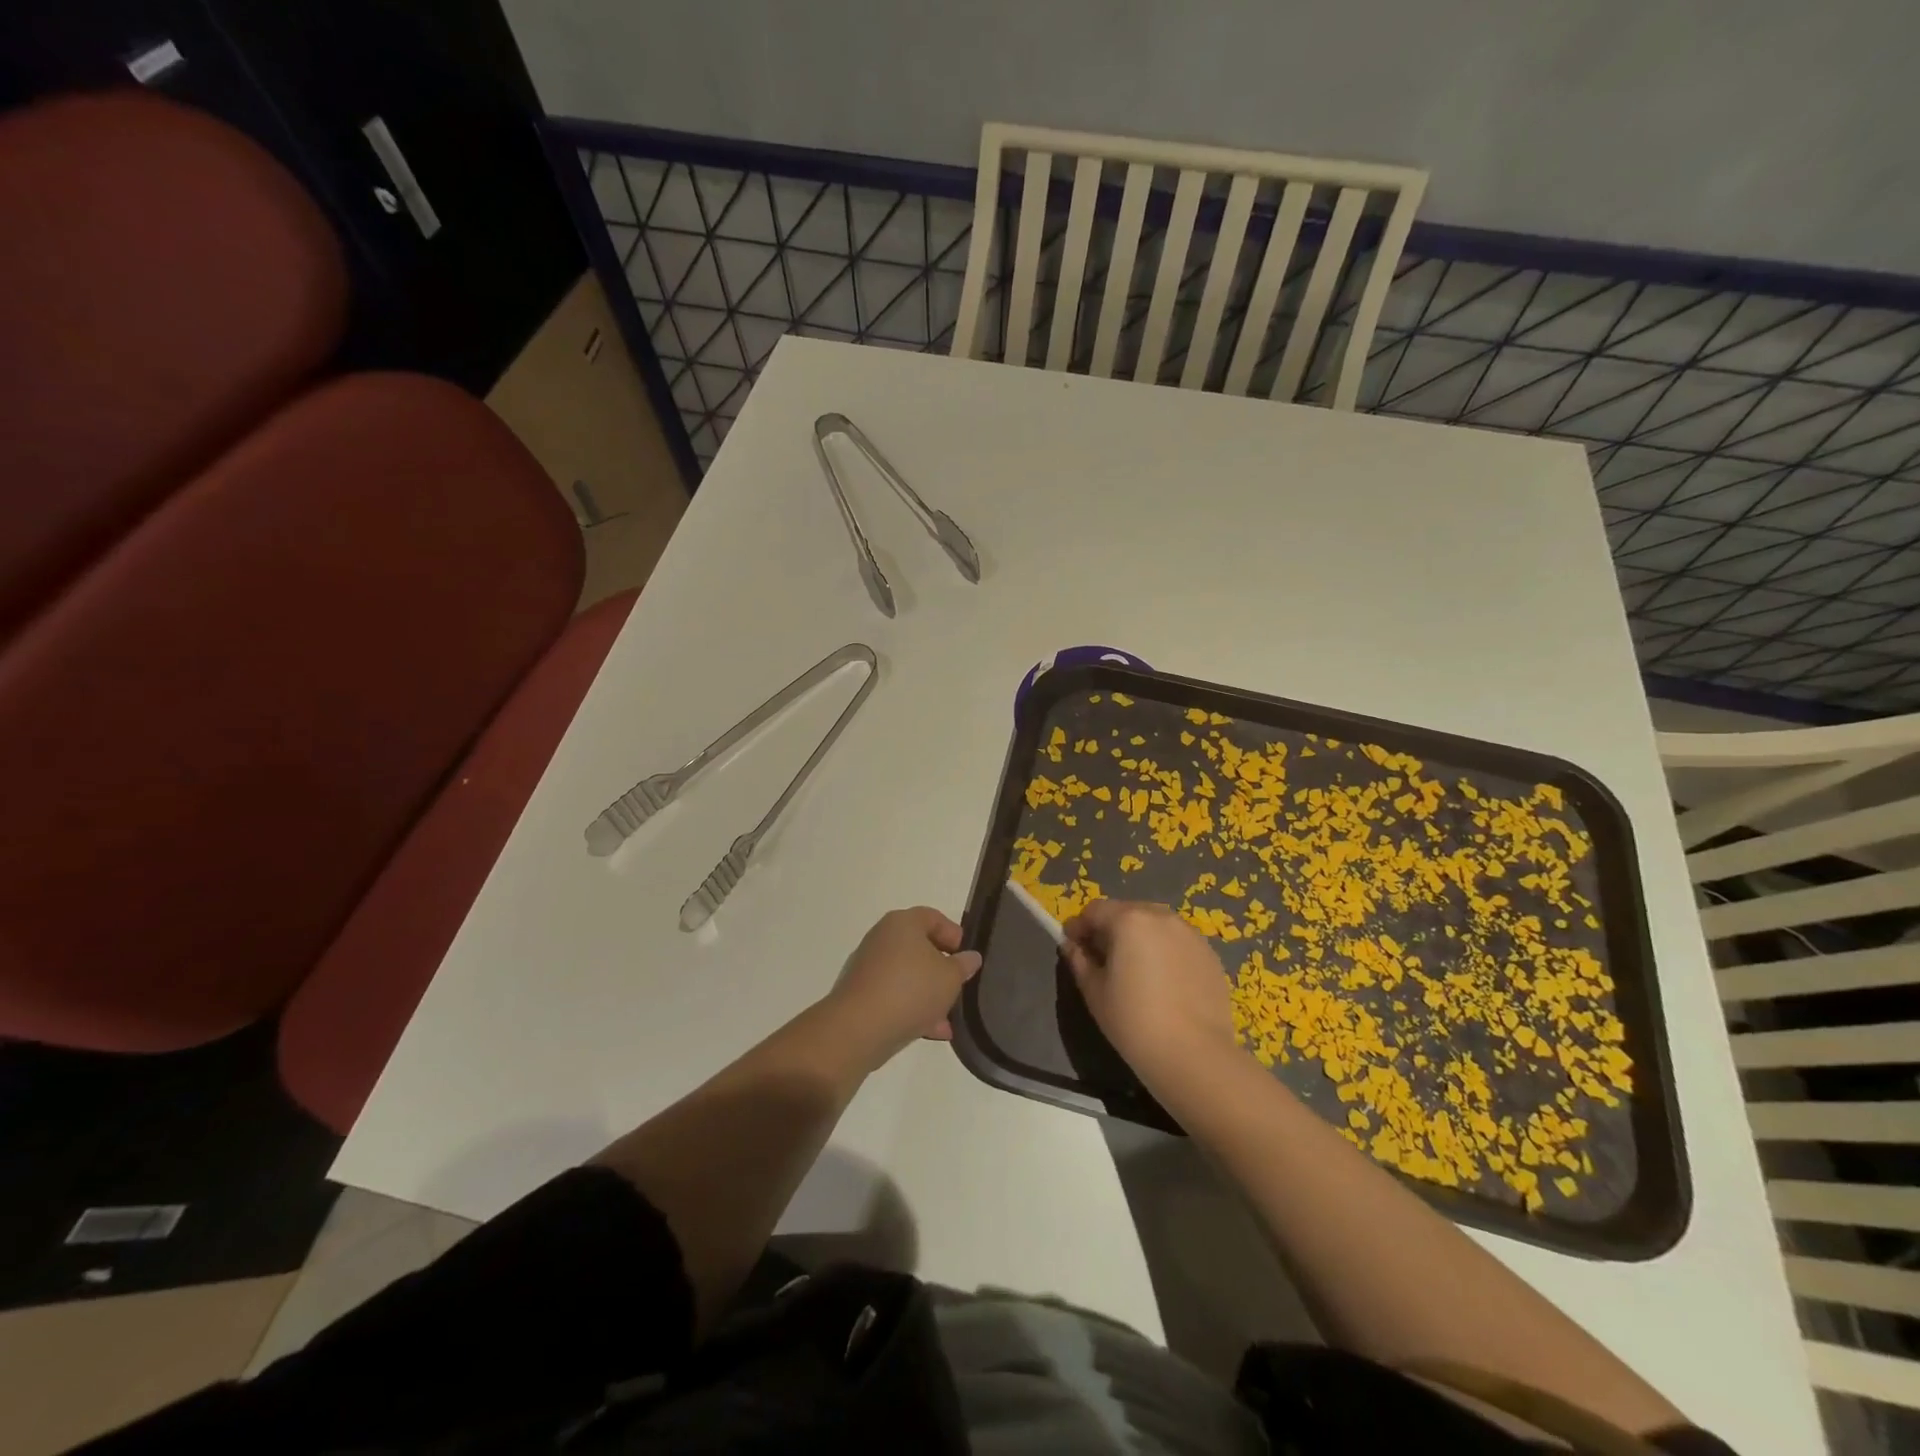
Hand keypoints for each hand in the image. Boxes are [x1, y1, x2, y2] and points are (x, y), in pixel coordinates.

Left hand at [823, 907, 981, 1070]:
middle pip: (919, 947)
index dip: (954, 934)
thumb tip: (970, 957)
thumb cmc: (911, 990)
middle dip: (942, 969)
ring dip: (929, 993)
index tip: (966, 957)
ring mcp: (869, 966)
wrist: (859, 1028)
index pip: (933, 917)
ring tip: (948, 1017)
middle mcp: (882, 937)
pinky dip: (912, 1008)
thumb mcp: (950, 977)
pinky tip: (932, 1030)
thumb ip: (963, 965)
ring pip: (907, 975)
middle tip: (959, 986)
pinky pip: (894, 995)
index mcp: (903, 923)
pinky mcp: (861, 993)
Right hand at [1061, 900, 1241, 1099]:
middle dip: (1110, 929)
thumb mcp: (1095, 991)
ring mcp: (1190, 934)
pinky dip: (1164, 952)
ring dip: (1139, 938)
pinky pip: (1178, 943)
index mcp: (1129, 920)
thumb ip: (1079, 961)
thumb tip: (1072, 946)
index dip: (1079, 926)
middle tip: (1103, 959)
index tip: (1072, 945)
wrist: (1194, 1055)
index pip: (1095, 910)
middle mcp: (1161, 917)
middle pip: (1127, 912)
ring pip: (1155, 925)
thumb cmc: (1133, 1021)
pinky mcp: (1210, 954)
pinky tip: (1164, 983)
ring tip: (1136, 970)